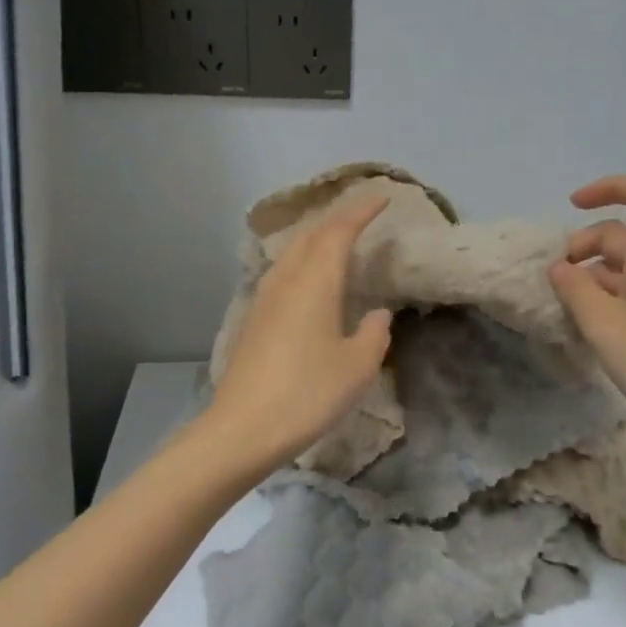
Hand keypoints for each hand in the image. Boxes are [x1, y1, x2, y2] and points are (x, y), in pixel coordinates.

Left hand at [209, 194, 394, 468]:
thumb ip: (373, 334)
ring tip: (336, 241)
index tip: (382, 197)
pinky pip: (281, 274)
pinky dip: (301, 262)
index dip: (361, 211)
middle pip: (309, 234)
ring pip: (291, 253)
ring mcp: (263, 299)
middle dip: (336, 219)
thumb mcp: (357, 367)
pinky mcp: (252, 320)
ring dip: (315, 238)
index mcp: (315, 282)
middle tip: (361, 215)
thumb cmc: (308, 394)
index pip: (339, 232)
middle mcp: (286, 281)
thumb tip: (377, 315)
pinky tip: (308, 281)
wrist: (243, 429)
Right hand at [549, 176, 625, 454]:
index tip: (574, 206)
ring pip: (621, 269)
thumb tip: (559, 266)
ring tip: (560, 307)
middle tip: (553, 278)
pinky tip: (582, 328)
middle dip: (583, 245)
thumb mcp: (604, 324)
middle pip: (622, 234)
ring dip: (588, 277)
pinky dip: (601, 301)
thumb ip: (575, 290)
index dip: (613, 187)